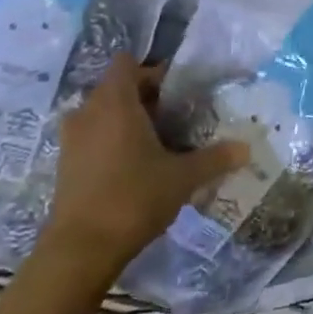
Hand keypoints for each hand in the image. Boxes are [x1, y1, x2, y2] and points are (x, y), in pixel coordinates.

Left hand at [39, 55, 247, 287]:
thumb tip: (246, 148)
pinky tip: (137, 167)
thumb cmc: (134, 198)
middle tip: (178, 118)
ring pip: (103, 115)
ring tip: (160, 143)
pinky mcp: (66, 165)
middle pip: (117, 89)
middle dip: (146, 98)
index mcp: (114, 103)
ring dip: (128, 122)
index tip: (178, 90)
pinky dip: (113, 142)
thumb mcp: (183, 177)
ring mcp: (72, 139)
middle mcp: (88, 112)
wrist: (81, 249)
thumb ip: (215, 158)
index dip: (152, 71)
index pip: (127, 64)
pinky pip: (93, 138)